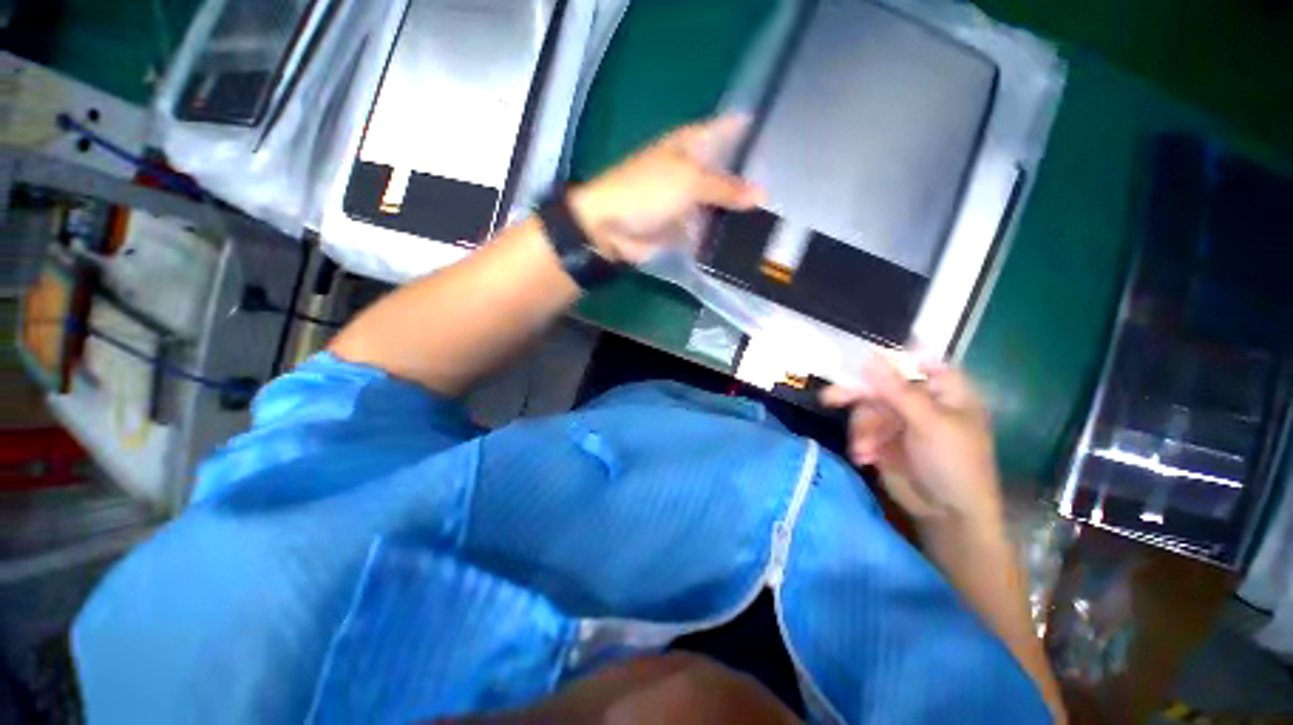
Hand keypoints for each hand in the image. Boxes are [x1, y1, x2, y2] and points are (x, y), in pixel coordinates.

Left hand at [568, 117, 763, 264]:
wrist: (610, 227)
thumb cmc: (646, 191)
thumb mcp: (688, 181)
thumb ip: (725, 188)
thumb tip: (762, 194)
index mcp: (691, 145)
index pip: (727, 128)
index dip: (750, 128)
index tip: (780, 134)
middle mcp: (692, 170)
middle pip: (727, 170)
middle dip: (750, 179)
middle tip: (786, 188)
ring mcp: (687, 201)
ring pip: (719, 203)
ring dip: (738, 211)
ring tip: (774, 219)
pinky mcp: (681, 227)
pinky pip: (706, 229)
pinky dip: (720, 234)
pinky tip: (745, 241)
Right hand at [820, 354, 1003, 527]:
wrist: (947, 515)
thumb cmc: (953, 463)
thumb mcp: (929, 422)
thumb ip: (897, 389)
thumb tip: (870, 356)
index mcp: (944, 391)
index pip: (916, 362)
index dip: (891, 360)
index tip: (863, 364)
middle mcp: (920, 401)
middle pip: (882, 386)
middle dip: (858, 396)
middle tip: (830, 399)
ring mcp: (900, 421)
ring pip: (867, 409)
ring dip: (861, 428)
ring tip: (862, 450)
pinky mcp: (884, 439)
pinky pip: (862, 429)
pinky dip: (860, 442)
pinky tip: (864, 457)